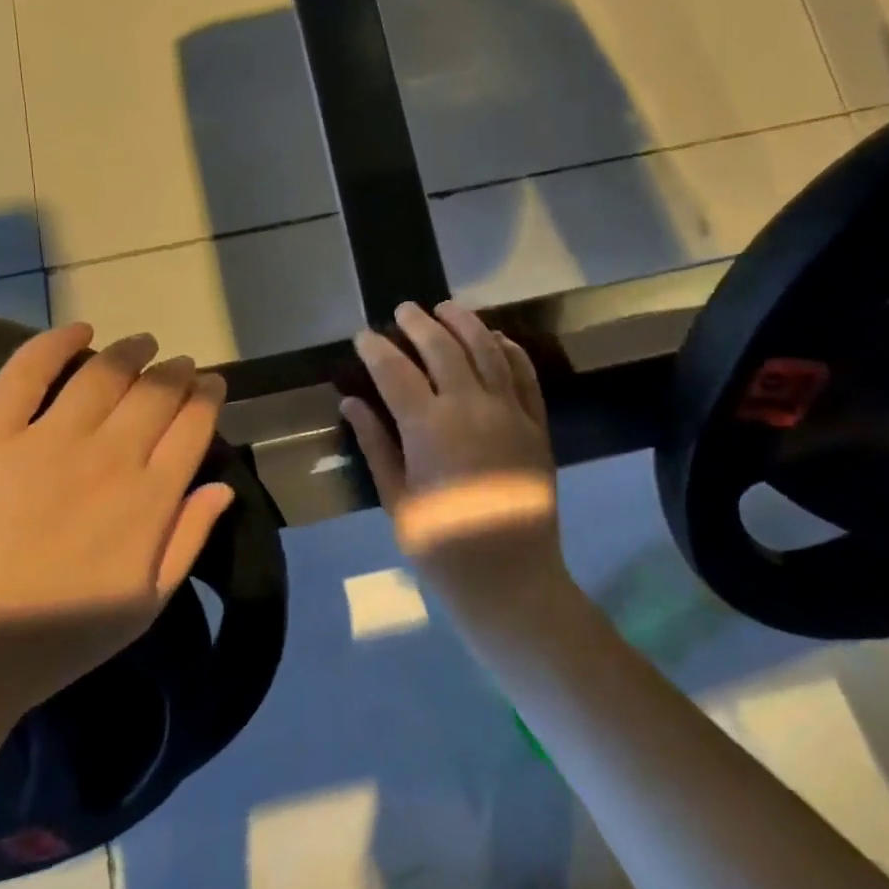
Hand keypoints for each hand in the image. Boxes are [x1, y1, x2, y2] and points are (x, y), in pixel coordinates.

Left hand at [0, 323, 233, 720]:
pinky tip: (79, 329)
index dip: (208, 396)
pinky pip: (25, 374)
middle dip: (176, 370)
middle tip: (179, 364)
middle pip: (155, 391)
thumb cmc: (56, 641)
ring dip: (130, 351)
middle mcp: (109, 457)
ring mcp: (46, 442)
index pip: (194, 425)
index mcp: (150, 499)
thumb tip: (223, 486)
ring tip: (141, 343)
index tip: (210, 384)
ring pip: (102, 373)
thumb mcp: (145, 605)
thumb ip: (189, 540)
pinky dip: (55, 342)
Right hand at [340, 301, 564, 601]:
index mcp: (429, 428)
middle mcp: (471, 407)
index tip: (363, 336)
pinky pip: (525, 375)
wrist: (512, 580)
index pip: (395, 371)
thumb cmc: (442, 547)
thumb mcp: (397, 499)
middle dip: (419, 323)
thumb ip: (376, 444)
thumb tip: (351, 402)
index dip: (376, 349)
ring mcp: (510, 412)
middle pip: (443, 348)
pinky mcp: (537, 424)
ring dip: (465, 323)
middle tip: (403, 310)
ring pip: (487, 350)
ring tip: (447, 308)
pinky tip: (496, 338)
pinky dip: (510, 350)